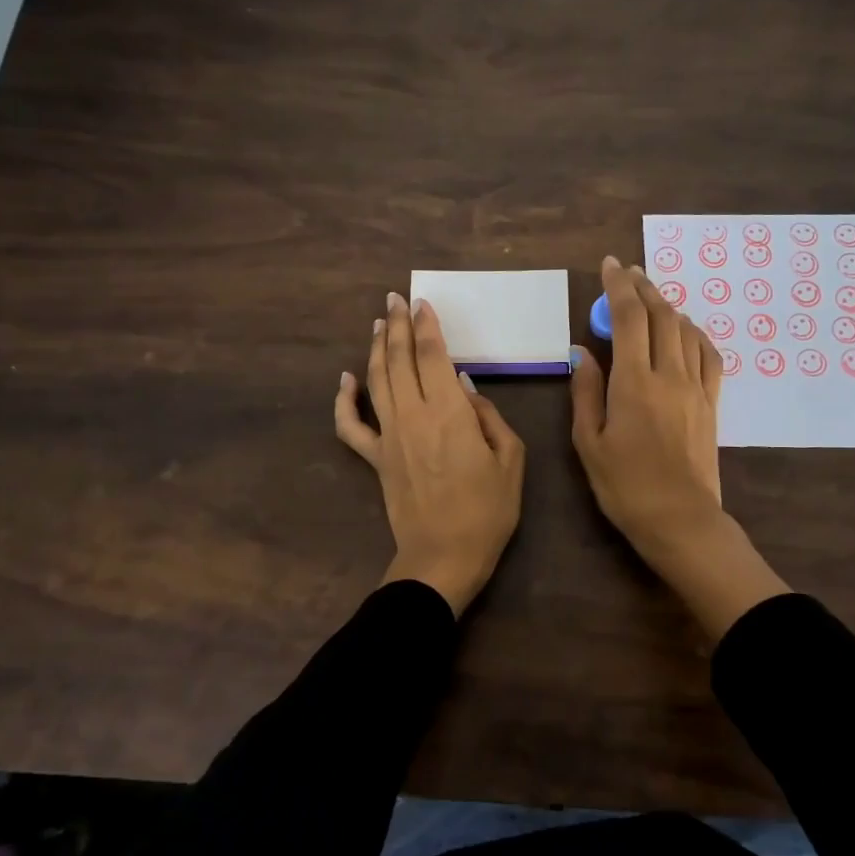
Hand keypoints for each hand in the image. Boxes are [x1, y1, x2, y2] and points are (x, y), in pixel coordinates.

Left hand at [335, 292, 525, 614]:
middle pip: (398, 359)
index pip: (432, 355)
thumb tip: (464, 388)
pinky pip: (350, 426)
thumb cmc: (487, 510)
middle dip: (396, 325)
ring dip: (375, 348)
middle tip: (394, 299)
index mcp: (448, 412)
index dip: (426, 325)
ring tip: (377, 323)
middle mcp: (413, 415)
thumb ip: (489, 417)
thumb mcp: (510, 460)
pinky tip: (345, 380)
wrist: (444, 556)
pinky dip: (344, 400)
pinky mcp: (374, 458)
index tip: (421, 303)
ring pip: (375, 380)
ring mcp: (388, 436)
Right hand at [571, 256, 788, 638]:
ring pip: (685, 330)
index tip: (611, 264)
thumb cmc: (625, 486)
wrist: (680, 520)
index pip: (630, 317)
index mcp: (634, 382)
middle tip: (628, 273)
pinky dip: (695, 334)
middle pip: (661, 315)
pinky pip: (709, 355)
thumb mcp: (589, 442)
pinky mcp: (711, 403)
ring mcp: (696, 387)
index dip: (620, 285)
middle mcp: (669, 375)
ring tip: (651, 297)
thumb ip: (585, 392)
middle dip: (644, 287)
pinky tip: (684, 332)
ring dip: (667, 306)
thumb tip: (582, 352)